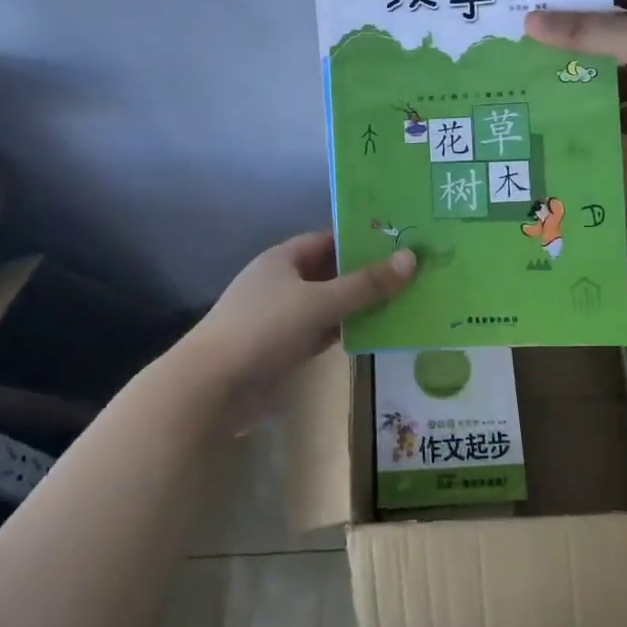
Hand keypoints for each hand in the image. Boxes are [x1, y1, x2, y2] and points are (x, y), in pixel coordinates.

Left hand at [174, 231, 416, 414]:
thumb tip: (411, 258)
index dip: (362, 239)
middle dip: (367, 274)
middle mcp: (283, 282)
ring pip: (329, 304)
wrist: (212, 386)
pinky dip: (346, 331)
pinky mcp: (284, 348)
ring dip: (360, 305)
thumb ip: (365, 284)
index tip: (401, 241)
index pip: (330, 239)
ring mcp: (282, 316)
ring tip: (406, 300)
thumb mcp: (319, 302)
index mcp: (284, 258)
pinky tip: (377, 333)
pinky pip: (323, 331)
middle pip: (332, 272)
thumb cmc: (264, 329)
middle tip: (414, 272)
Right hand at [524, 0, 626, 159]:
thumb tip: (529, 22)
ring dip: (581, 82)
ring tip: (533, 87)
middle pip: (607, 34)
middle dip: (570, 41)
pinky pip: (626, 113)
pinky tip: (564, 124)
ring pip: (613, 76)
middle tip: (520, 47)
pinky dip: (601, 119)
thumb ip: (585, 32)